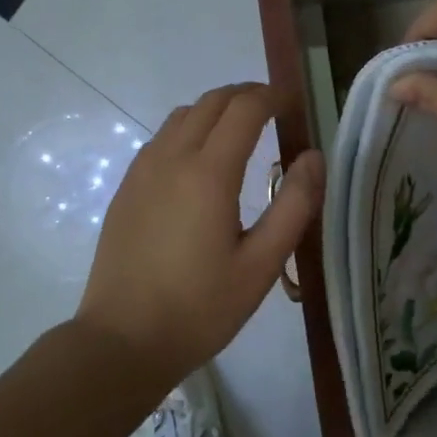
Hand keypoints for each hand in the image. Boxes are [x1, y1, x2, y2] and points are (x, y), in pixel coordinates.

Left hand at [78, 83, 322, 384]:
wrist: (122, 340)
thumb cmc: (200, 308)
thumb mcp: (261, 265)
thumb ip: (294, 206)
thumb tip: (313, 156)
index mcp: (208, 173)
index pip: (244, 108)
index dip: (272, 97)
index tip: (293, 105)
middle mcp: (171, 158)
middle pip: (211, 101)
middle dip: (245, 95)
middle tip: (274, 112)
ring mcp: (142, 170)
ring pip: (182, 116)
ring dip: (215, 111)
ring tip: (240, 133)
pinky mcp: (126, 188)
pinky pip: (161, 139)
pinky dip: (188, 131)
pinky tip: (200, 164)